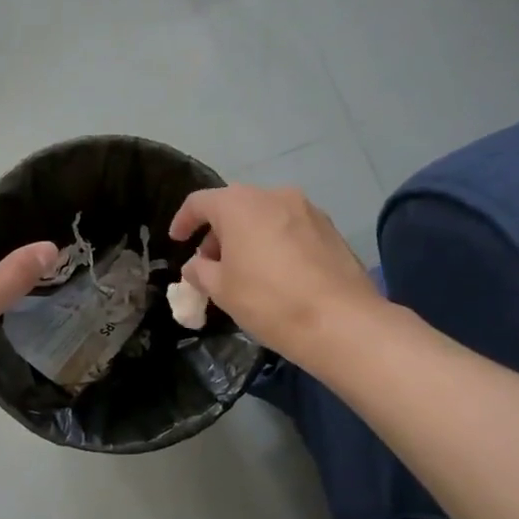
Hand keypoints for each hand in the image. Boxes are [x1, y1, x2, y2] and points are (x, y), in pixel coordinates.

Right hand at [168, 184, 381, 358]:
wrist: (342, 322)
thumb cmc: (269, 301)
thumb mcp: (222, 290)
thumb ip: (200, 271)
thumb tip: (196, 265)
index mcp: (239, 205)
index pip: (200, 202)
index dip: (183, 221)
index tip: (176, 241)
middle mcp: (273, 195)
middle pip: (235, 206)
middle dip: (218, 232)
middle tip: (210, 263)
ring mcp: (307, 210)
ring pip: (265, 215)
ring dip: (248, 236)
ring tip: (244, 269)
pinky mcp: (330, 229)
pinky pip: (290, 228)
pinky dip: (275, 242)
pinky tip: (276, 273)